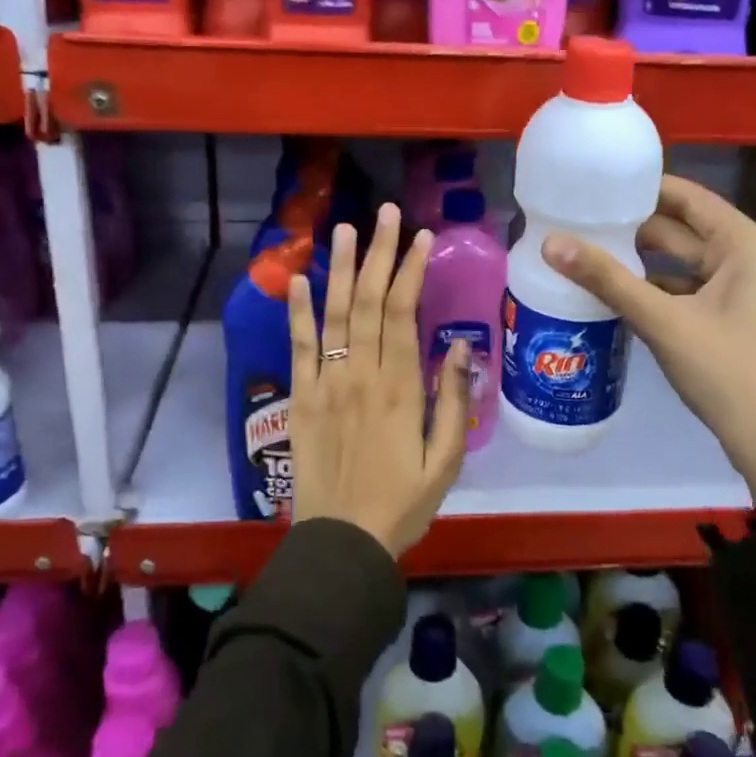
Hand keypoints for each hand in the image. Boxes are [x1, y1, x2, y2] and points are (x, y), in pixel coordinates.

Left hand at [287, 203, 472, 557]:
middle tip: (385, 213)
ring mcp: (326, 384)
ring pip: (333, 315)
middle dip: (378, 253)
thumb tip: (458, 347)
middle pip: (368, 302)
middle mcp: (361, 375)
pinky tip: (299, 279)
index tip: (420, 237)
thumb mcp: (447, 462)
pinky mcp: (301, 399)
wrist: (342, 543)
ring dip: (339, 268)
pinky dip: (297, 312)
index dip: (410, 270)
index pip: (403, 313)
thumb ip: (453, 401)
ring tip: (344, 228)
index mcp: (400, 388)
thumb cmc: (402, 504)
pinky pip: (298, 348)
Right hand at [541, 174, 755, 502]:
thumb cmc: (728, 372)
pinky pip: (686, 289)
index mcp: (745, 245)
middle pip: (682, 229)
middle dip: (633, 227)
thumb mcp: (664, 321)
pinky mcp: (731, 318)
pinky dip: (654, 288)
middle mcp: (748, 259)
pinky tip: (616, 293)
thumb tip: (551, 243)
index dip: (643, 188)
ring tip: (588, 252)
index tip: (595, 185)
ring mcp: (742, 290)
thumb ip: (607, 280)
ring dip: (640, 260)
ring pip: (682, 262)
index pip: (688, 197)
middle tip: (580, 220)